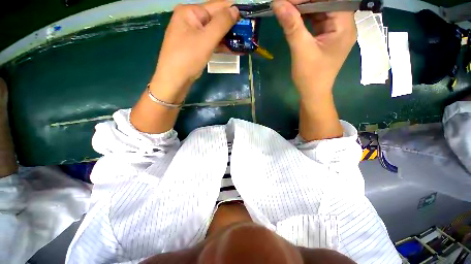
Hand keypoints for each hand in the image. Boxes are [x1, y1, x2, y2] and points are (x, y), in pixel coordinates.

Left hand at [150, 1, 238, 102]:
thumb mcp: (206, 39)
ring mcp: (192, 35)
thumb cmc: (188, 58)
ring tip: (243, 43)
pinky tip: (232, 49)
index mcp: (190, 12)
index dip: (233, 10)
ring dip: (228, 38)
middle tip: (248, 33)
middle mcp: (190, 20)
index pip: (216, 6)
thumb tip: (236, 9)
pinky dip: (221, 46)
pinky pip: (210, 43)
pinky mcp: (195, 47)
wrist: (174, 80)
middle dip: (231, 27)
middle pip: (215, 20)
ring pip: (214, 33)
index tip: (249, 16)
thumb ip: (221, 23)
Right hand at [272, 0, 355, 100]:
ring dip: (304, 8)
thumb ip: (292, 26)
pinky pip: (316, 20)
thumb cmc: (310, 76)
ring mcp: (335, 30)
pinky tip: (294, 17)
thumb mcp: (301, 50)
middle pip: (326, 3)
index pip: (330, 0)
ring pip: (320, 10)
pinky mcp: (326, 36)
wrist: (313, 93)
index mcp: (344, 26)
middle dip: (305, 2)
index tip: (288, 0)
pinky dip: (305, 17)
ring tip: (287, 8)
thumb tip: (278, 3)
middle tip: (286, 3)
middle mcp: (344, 24)